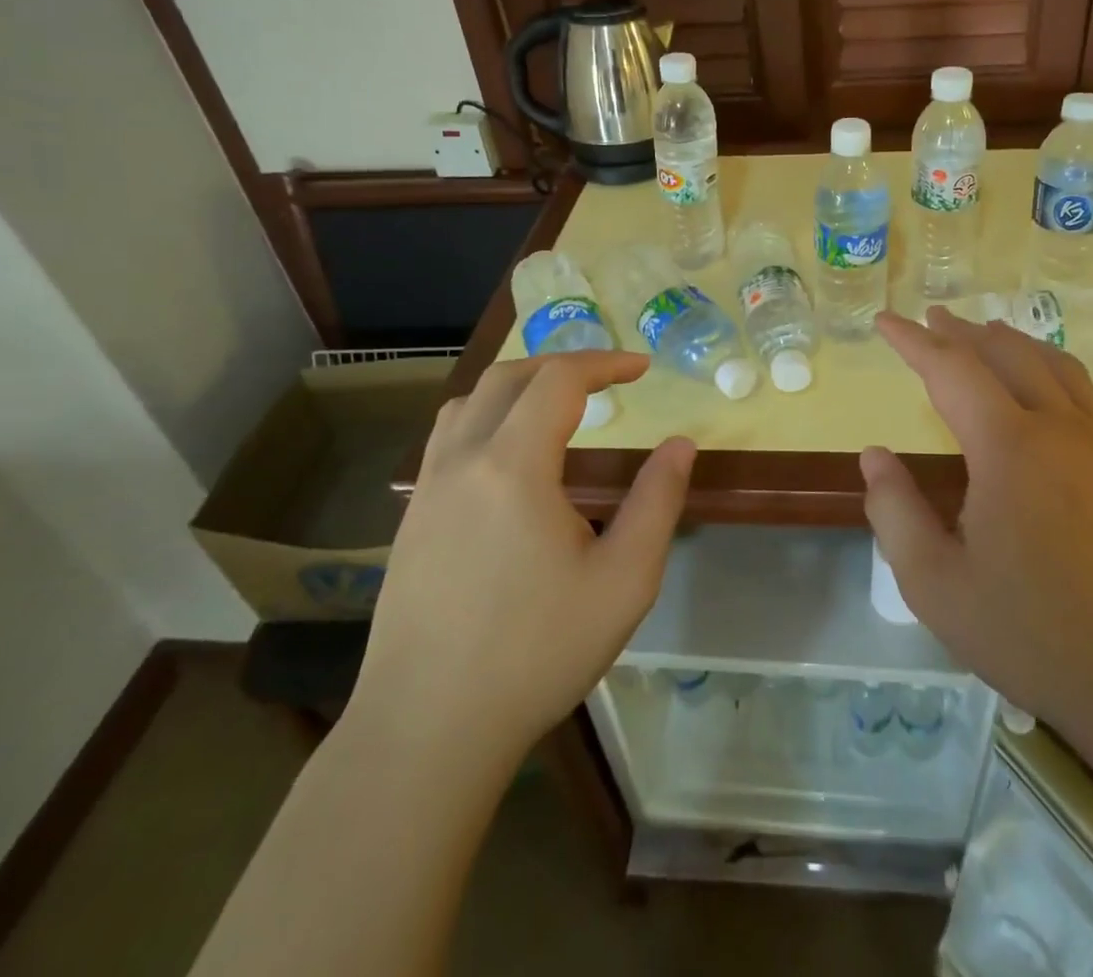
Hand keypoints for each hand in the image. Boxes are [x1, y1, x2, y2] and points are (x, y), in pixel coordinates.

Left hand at [352, 352, 695, 761]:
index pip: (559, 380)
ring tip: (556, 403)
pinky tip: (508, 456)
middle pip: (508, 377)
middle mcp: (463, 460)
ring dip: (517, 385)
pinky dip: (486, 416)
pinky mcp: (411, 519)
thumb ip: (657, 502)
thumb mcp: (624, 580)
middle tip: (606, 379)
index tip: (642, 368)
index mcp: (513, 465)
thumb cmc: (537, 652)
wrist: (427, 729)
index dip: (605, 363)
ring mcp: (428, 489)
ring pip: (468, 402)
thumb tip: (681, 444)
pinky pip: (447, 437)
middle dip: (562, 365)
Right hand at [861, 309, 1092, 751]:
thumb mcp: (936, 585)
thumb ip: (894, 512)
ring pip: (1055, 365)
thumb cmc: (1035, 636)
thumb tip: (874, 456)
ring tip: (985, 333)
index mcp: (1009, 447)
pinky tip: (1048, 389)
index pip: (951, 369)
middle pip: (1006, 353)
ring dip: (1012, 342)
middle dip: (962, 331)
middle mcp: (1059, 428)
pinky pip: (1087, 395)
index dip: (913, 340)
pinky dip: (1054, 371)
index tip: (884, 320)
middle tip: (931, 318)